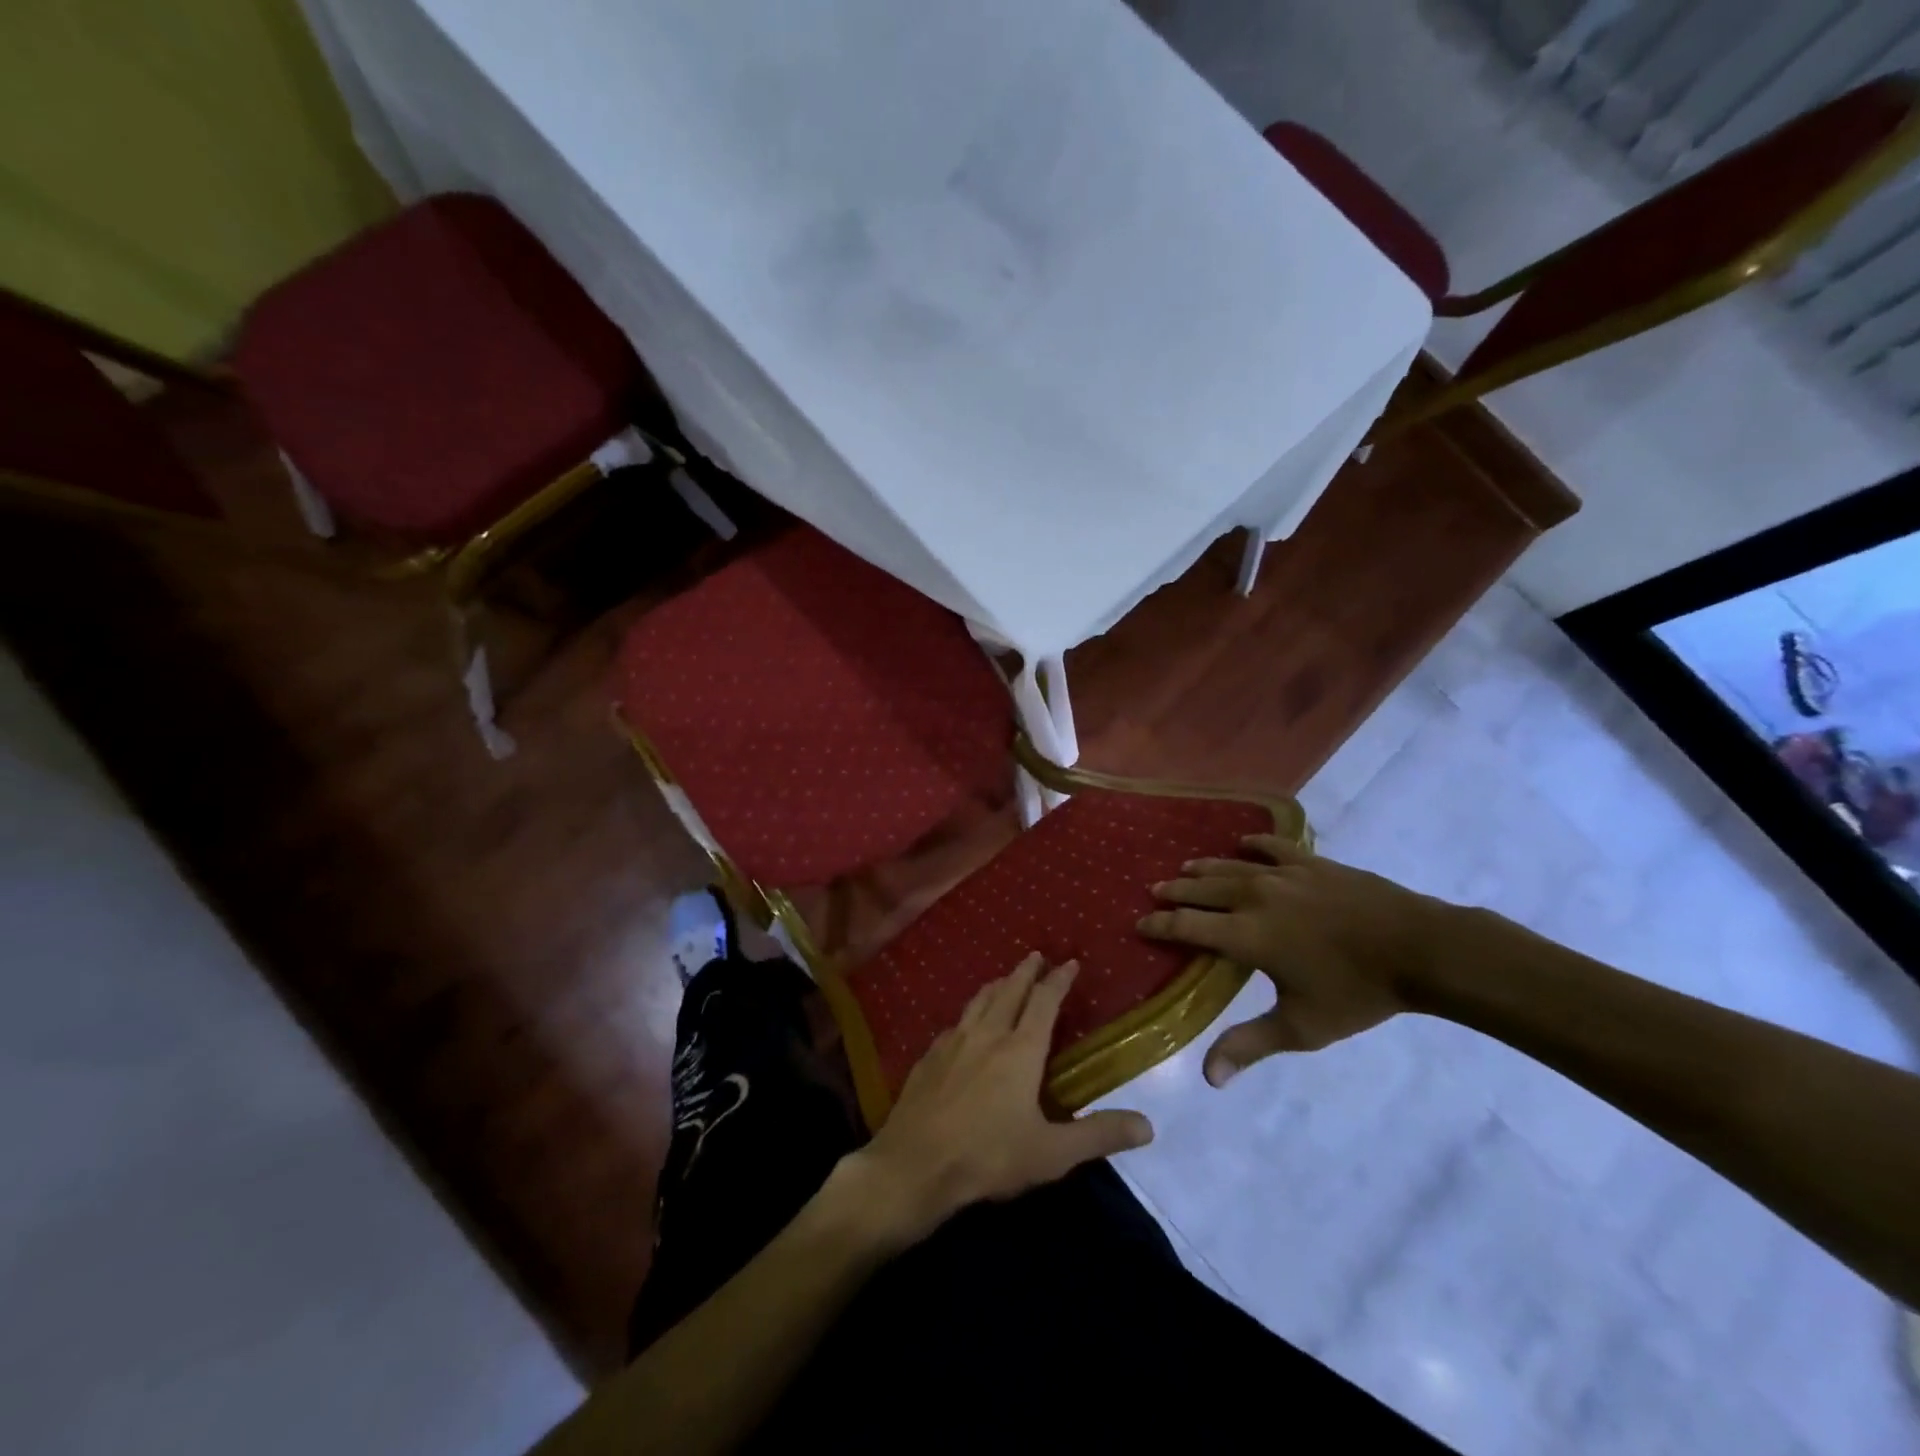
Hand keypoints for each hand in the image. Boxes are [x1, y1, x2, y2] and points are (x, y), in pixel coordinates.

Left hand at [845, 954, 1154, 1245]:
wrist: (914, 1165)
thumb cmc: (988, 1156)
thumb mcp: (1052, 1153)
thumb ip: (1099, 1136)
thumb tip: (1148, 1126)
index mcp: (1020, 1050)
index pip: (1044, 1002)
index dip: (1058, 980)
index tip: (1069, 962)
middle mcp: (987, 1035)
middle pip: (1009, 991)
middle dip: (1025, 972)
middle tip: (1035, 955)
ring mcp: (953, 1043)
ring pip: (978, 1002)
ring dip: (995, 986)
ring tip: (1003, 979)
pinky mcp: (928, 1058)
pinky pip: (954, 1025)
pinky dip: (968, 1015)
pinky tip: (964, 1026)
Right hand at [1138, 834, 1457, 1085]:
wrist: (1419, 949)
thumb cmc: (1357, 992)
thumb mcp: (1302, 1027)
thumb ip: (1250, 1045)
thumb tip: (1209, 1078)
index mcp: (1247, 935)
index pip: (1188, 927)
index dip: (1160, 926)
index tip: (1139, 924)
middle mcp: (1255, 897)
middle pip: (1203, 889)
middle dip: (1175, 892)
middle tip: (1155, 891)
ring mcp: (1284, 875)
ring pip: (1231, 867)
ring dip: (1204, 868)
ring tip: (1184, 868)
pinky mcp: (1312, 863)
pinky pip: (1273, 847)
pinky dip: (1253, 844)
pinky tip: (1243, 843)